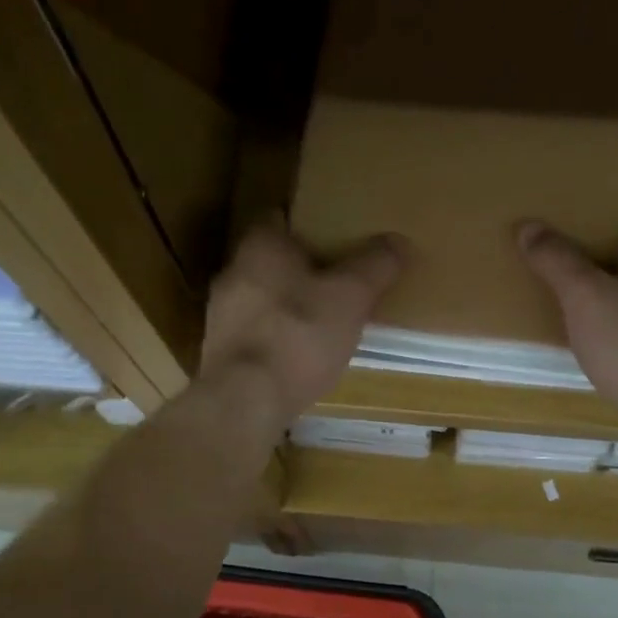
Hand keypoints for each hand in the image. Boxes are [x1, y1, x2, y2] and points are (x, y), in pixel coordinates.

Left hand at [199, 218, 404, 426]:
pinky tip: (298, 356)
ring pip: (260, 298)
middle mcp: (231, 273)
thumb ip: (375, 266)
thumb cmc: (299, 335)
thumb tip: (397, 241)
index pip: (279, 217)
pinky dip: (275, 338)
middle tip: (336, 279)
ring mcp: (220, 316)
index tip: (334, 235)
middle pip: (269, 260)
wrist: (246, 401)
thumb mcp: (351, 297)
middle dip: (300, 268)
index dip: (307, 223)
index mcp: (259, 246)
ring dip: (287, 306)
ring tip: (322, 321)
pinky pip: (254, 333)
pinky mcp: (220, 353)